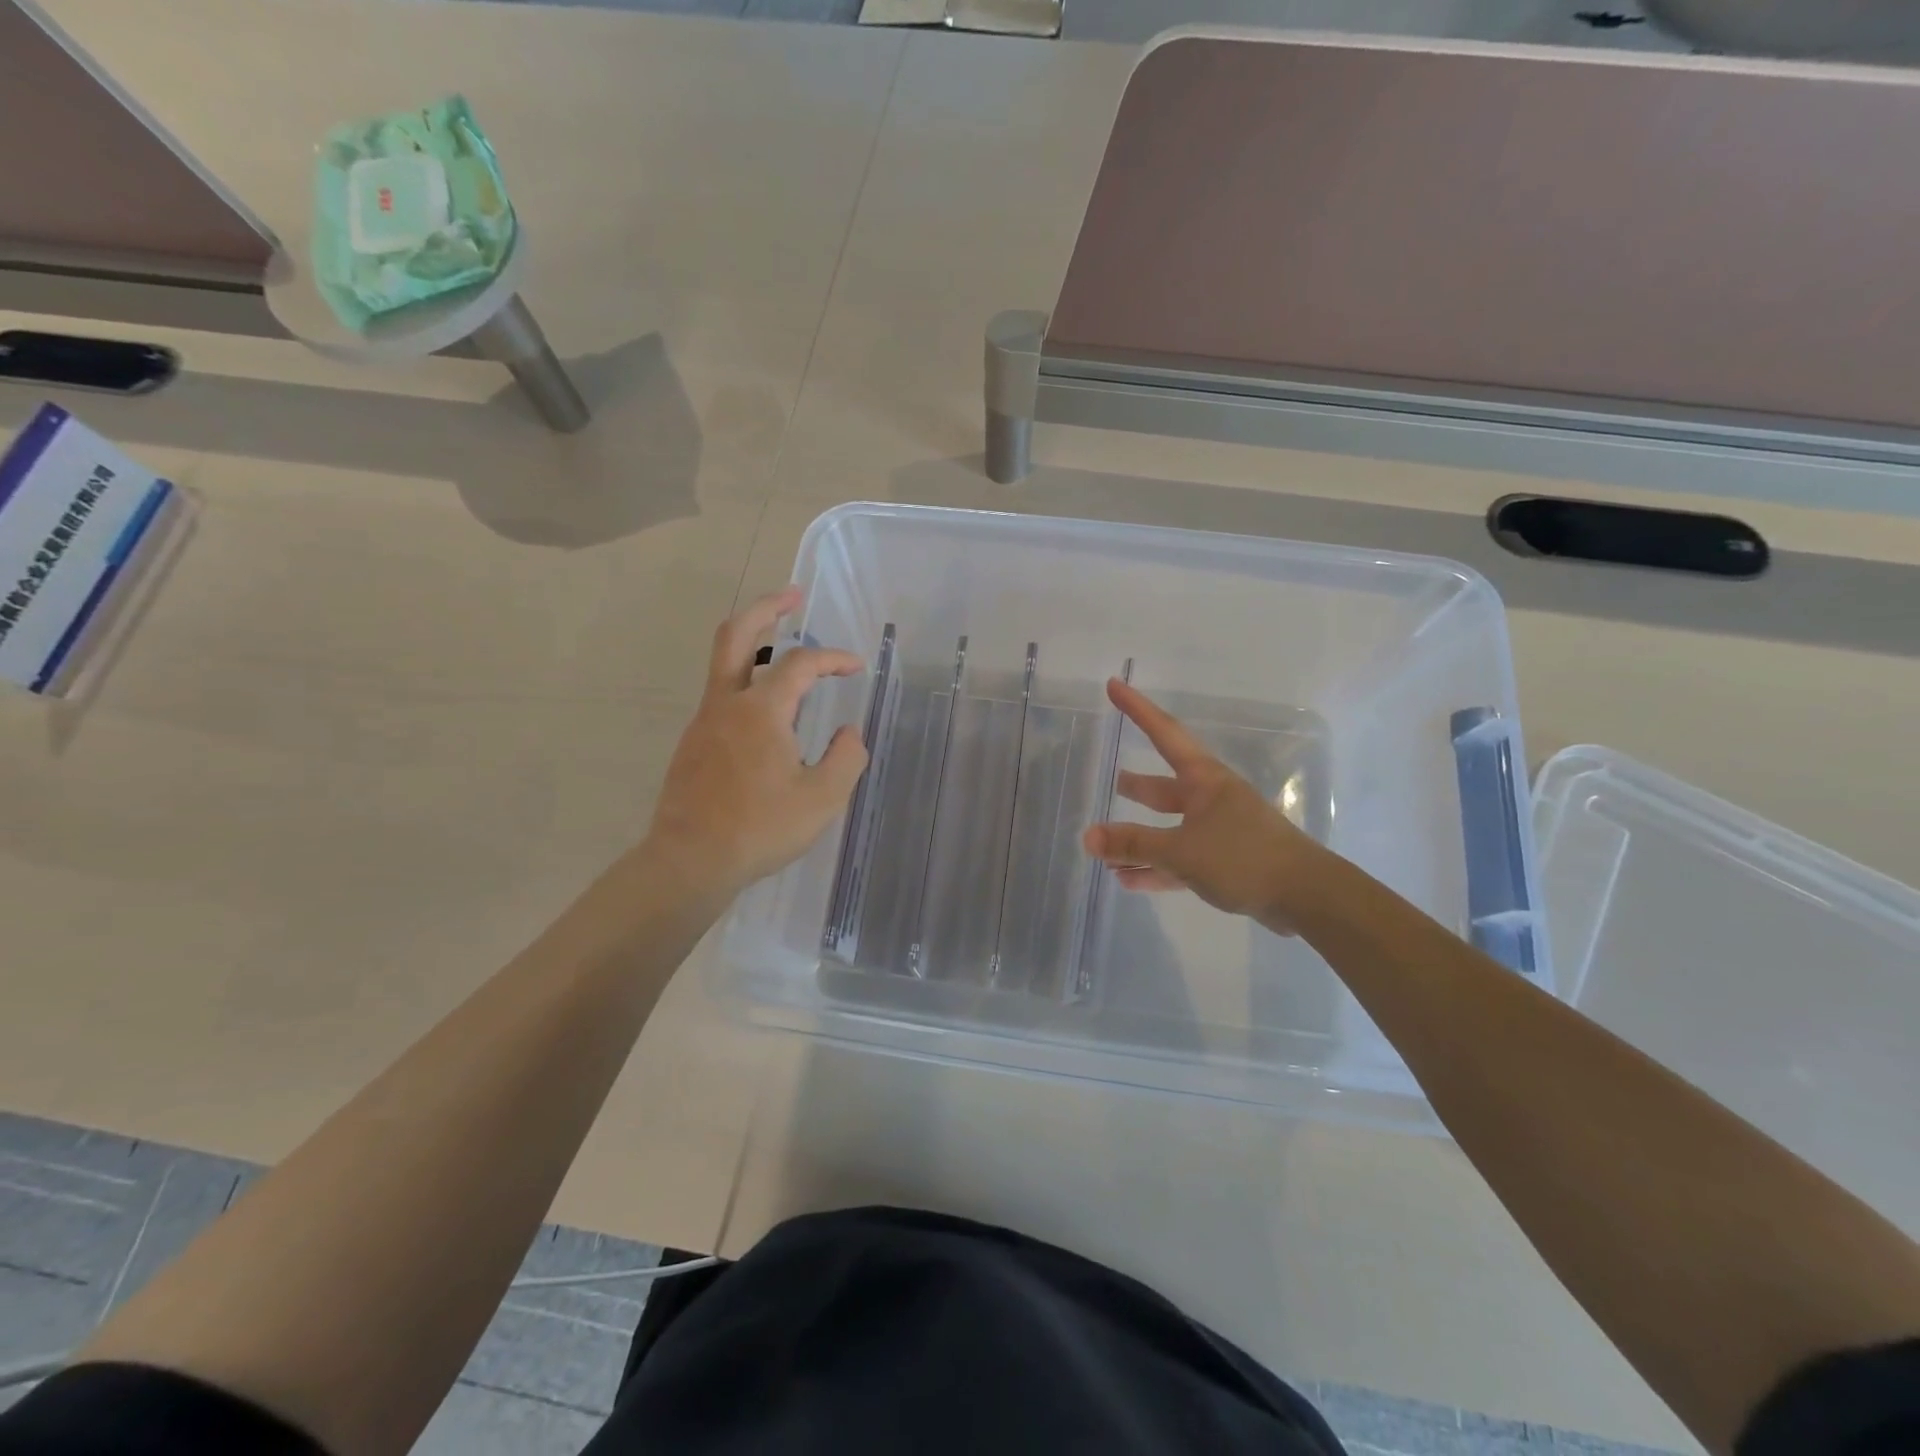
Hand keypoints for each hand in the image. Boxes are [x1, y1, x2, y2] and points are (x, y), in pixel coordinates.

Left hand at [644, 587, 867, 897]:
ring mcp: (703, 722)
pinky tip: (768, 716)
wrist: (690, 861)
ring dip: (754, 646)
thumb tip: (849, 733)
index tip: (856, 666)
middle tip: (793, 595)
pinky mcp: (693, 744)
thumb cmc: (760, 829)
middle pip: (736, 634)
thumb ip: (846, 758)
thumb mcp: (822, 798)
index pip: (801, 664)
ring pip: (724, 664)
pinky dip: (746, 685)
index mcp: (761, 711)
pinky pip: (722, 698)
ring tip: (785, 654)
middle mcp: (726, 704)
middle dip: (766, 608)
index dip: (833, 658)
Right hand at [1080, 678, 1324, 932]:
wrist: (1306, 897)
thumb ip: (1133, 844)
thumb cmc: (1243, 857)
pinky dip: (1154, 868)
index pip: (1163, 734)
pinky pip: (1179, 861)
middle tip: (1113, 779)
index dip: (1137, 709)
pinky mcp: (1223, 864)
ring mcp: (1218, 832)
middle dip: (1139, 786)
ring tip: (1107, 843)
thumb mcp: (1180, 850)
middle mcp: (1210, 799)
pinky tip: (1126, 880)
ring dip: (1139, 838)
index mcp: (1203, 780)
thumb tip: (1088, 837)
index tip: (1114, 685)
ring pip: (1169, 829)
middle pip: (1164, 787)